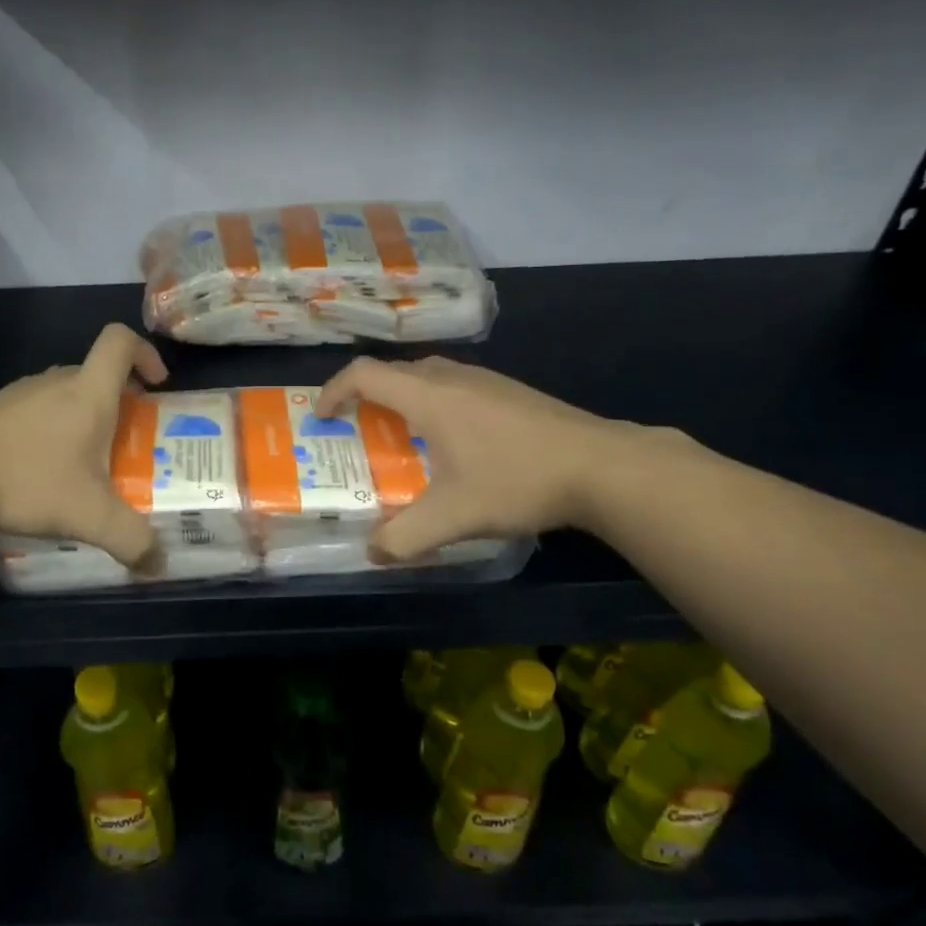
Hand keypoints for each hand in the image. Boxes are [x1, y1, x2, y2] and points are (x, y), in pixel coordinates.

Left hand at [0, 324, 168, 566]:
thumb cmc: (25, 480)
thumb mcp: (89, 516)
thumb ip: (132, 541)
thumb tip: (158, 565)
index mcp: (87, 393)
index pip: (120, 342)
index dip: (145, 352)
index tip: (157, 383)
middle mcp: (54, 383)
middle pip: (96, 374)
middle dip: (120, 401)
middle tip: (128, 440)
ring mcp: (18, 395)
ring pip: (64, 394)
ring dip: (83, 418)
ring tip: (85, 464)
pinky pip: (35, 411)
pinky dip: (50, 432)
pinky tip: (40, 472)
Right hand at [316, 356, 634, 560]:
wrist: (603, 466)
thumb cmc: (518, 481)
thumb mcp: (453, 517)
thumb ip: (404, 538)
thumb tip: (373, 553)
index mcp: (429, 396)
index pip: (364, 374)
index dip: (333, 391)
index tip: (322, 417)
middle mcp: (453, 377)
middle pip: (393, 372)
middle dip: (365, 397)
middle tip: (357, 430)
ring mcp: (487, 381)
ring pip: (427, 376)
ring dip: (401, 399)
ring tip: (400, 437)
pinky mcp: (511, 392)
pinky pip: (454, 386)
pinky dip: (432, 404)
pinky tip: (453, 443)